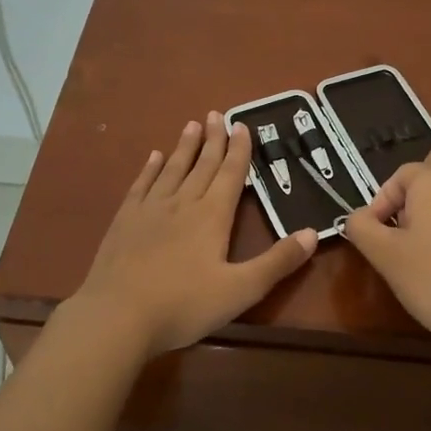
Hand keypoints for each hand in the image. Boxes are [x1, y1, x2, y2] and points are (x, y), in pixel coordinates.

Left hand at [69, 113, 317, 358]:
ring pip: (172, 169)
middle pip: (202, 165)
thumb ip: (277, 262)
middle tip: (216, 114)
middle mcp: (182, 203)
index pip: (230, 174)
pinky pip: (142, 185)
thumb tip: (313, 233)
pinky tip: (154, 158)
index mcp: (212, 216)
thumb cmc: (184, 305)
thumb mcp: (241, 290)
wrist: (117, 316)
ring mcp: (150, 210)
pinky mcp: (125, 221)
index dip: (239, 150)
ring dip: (184, 147)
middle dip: (213, 140)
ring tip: (191, 125)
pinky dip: (150, 169)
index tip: (242, 125)